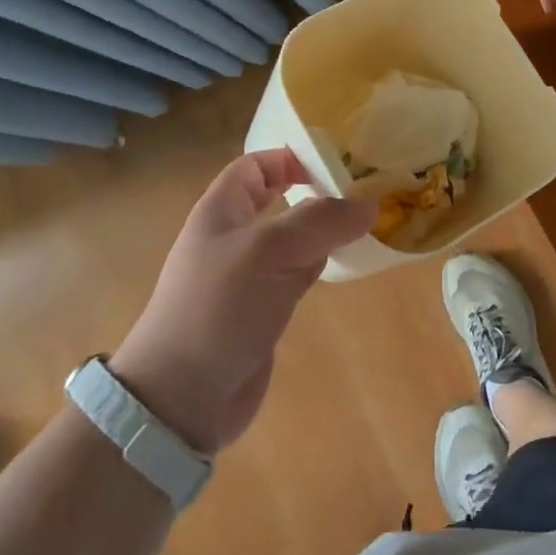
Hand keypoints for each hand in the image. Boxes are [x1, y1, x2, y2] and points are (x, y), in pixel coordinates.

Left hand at [111, 151, 375, 453]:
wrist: (182, 397)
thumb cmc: (217, 308)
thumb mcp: (268, 252)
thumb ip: (319, 222)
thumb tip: (371, 203)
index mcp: (222, 210)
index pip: (256, 166)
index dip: (291, 157)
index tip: (338, 159)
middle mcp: (236, 236)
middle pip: (280, 199)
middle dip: (319, 191)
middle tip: (368, 185)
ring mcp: (250, 275)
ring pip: (295, 238)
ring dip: (327, 229)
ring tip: (373, 218)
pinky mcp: (265, 308)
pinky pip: (300, 273)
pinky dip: (324, 263)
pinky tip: (351, 260)